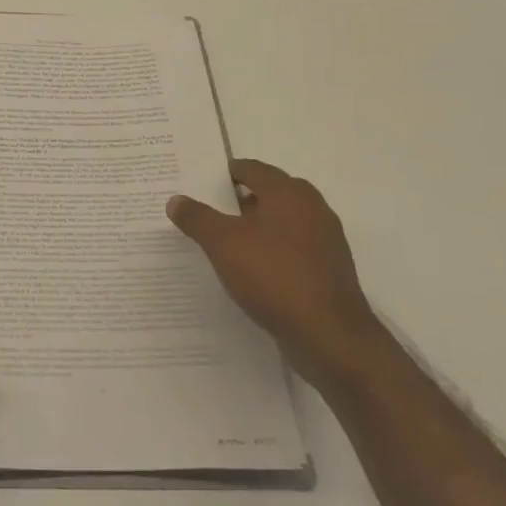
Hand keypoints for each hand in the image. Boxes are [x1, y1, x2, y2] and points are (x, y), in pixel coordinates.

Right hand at [167, 159, 384, 388]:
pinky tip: (252, 271)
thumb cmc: (273, 276)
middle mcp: (312, 208)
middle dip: (238, 202)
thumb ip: (197, 218)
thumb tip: (175, 199)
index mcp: (289, 192)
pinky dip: (272, 252)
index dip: (224, 174)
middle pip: (268, 194)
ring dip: (256, 229)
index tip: (200, 184)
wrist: (330, 336)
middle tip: (208, 212)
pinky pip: (292, 250)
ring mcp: (325, 240)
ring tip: (225, 244)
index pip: (251, 169)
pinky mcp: (329, 270)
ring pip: (281, 223)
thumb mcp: (222, 243)